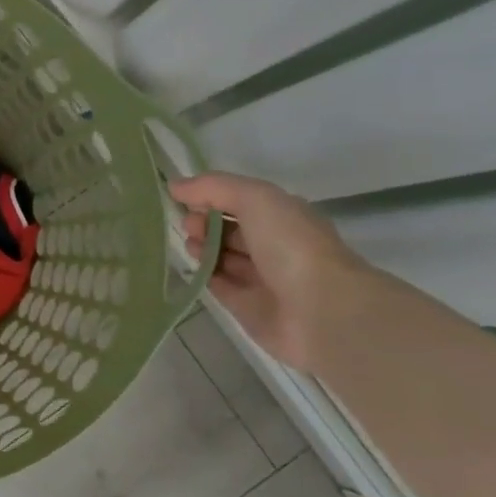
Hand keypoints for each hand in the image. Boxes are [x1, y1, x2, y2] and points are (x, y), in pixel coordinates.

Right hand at [169, 172, 371, 369]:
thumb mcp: (255, 198)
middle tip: (189, 225)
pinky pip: (222, 287)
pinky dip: (206, 276)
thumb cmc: (291, 245)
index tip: (186, 199)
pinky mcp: (250, 309)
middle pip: (231, 230)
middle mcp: (276, 246)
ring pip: (225, 258)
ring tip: (191, 245)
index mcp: (285, 217)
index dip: (212, 197)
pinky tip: (194, 268)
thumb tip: (174, 186)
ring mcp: (264, 280)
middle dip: (205, 223)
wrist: (321, 311)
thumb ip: (213, 187)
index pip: (242, 202)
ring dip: (203, 248)